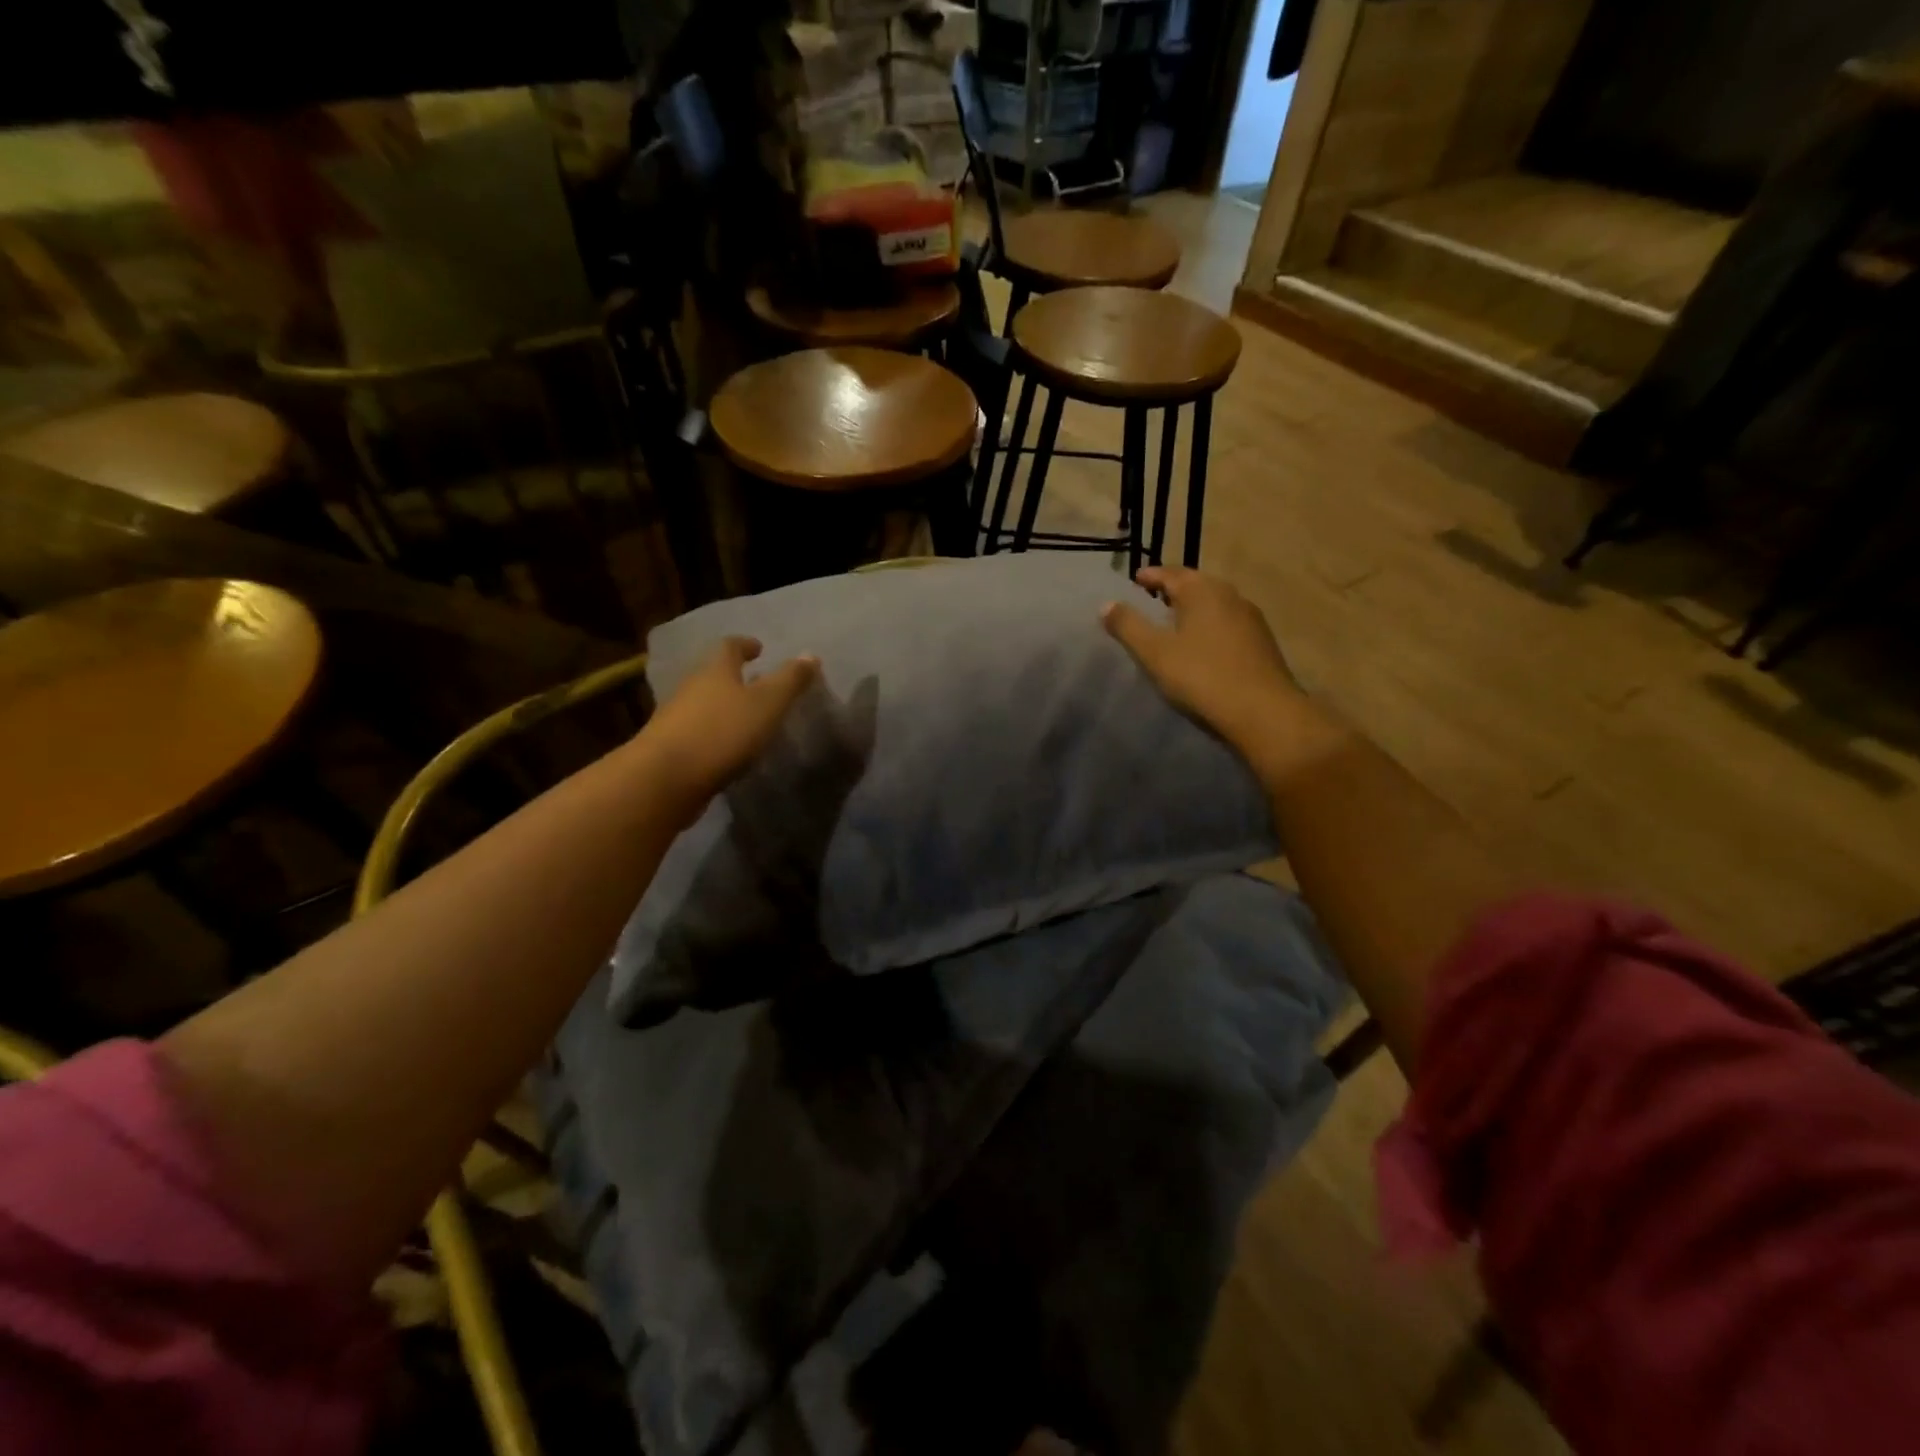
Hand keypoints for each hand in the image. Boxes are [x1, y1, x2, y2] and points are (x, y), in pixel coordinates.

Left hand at [636, 638, 819, 817]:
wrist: (665, 779)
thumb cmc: (722, 732)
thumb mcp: (767, 704)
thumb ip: (790, 680)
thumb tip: (810, 655)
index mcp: (715, 670)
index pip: (729, 647)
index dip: (745, 645)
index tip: (758, 648)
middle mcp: (691, 688)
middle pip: (713, 674)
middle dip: (734, 676)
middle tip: (757, 682)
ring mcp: (676, 718)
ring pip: (704, 704)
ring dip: (724, 706)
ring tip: (747, 717)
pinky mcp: (670, 748)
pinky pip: (697, 732)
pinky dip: (715, 733)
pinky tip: (729, 749)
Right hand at [1101, 566, 1304, 754]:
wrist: (1264, 713)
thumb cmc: (1202, 677)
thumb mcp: (1154, 653)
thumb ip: (1128, 626)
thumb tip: (1107, 604)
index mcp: (1203, 591)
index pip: (1171, 573)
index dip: (1150, 576)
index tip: (1135, 581)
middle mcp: (1231, 596)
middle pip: (1196, 585)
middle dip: (1173, 590)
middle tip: (1152, 601)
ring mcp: (1251, 620)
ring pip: (1214, 605)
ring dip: (1193, 610)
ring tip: (1174, 625)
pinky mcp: (1262, 644)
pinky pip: (1227, 625)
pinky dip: (1209, 628)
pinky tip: (1202, 648)